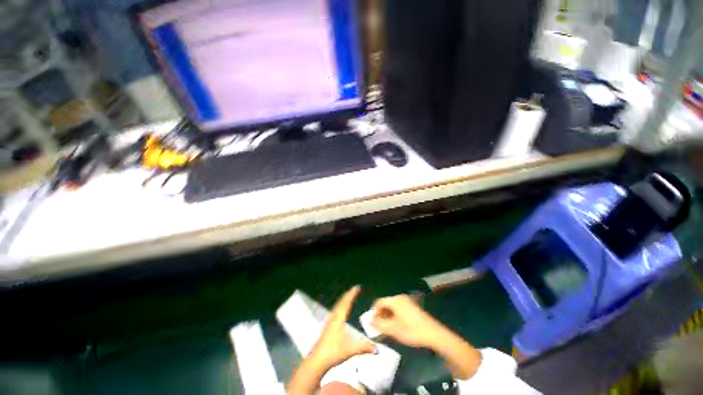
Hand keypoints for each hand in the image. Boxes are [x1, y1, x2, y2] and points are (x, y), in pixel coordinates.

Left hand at [309, 286, 376, 370]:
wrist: (317, 361)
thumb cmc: (333, 352)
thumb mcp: (350, 349)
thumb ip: (364, 347)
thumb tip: (377, 349)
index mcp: (339, 318)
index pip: (346, 303)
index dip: (352, 294)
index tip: (357, 287)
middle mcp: (333, 317)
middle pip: (341, 302)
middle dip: (348, 295)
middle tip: (354, 289)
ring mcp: (329, 322)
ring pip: (337, 306)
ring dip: (343, 300)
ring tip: (348, 296)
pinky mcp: (327, 327)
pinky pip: (335, 311)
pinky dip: (340, 306)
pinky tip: (340, 311)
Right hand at [371, 294, 444, 348]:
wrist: (434, 334)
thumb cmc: (411, 331)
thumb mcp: (393, 329)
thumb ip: (379, 324)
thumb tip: (369, 320)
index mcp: (395, 300)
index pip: (379, 302)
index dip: (374, 312)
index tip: (372, 323)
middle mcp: (400, 297)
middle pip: (386, 303)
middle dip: (381, 315)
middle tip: (379, 327)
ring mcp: (407, 301)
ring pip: (392, 307)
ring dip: (387, 316)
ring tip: (388, 328)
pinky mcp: (413, 307)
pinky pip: (399, 309)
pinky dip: (395, 316)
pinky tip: (397, 326)